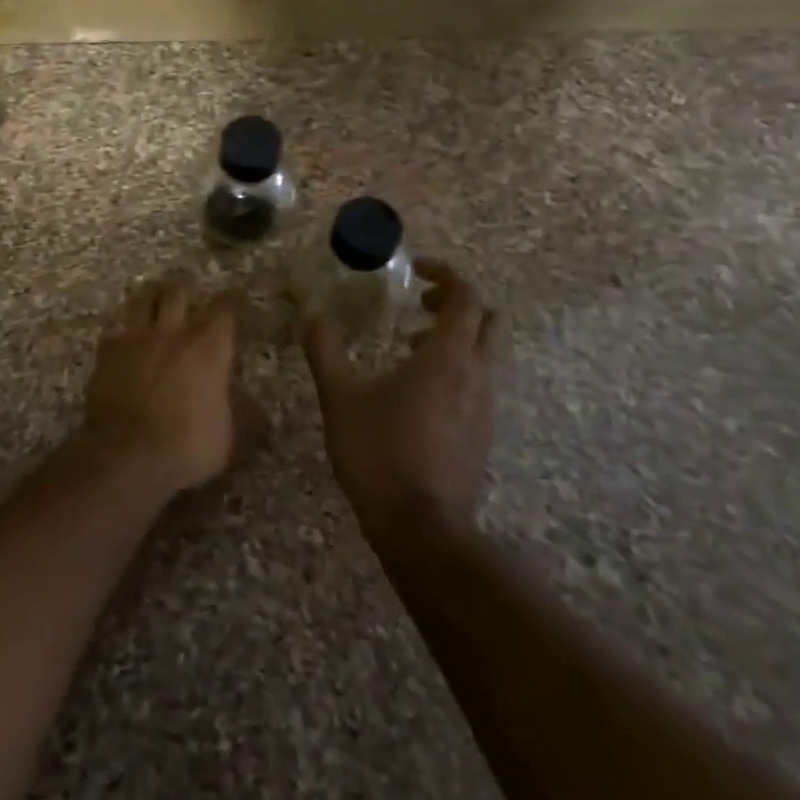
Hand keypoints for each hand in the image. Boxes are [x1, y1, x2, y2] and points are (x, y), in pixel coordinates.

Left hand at [81, 273, 240, 496]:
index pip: (224, 308)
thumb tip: (256, 408)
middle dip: (186, 287)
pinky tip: (123, 336)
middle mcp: (171, 332)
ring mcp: (134, 338)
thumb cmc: (186, 446)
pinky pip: (115, 329)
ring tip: (155, 297)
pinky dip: (122, 329)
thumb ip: (241, 413)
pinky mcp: (106, 353)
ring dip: (152, 296)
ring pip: (142, 299)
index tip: (236, 295)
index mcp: (207, 347)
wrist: (126, 455)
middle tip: (190, 289)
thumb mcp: (227, 436)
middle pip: (178, 291)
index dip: (232, 298)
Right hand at [301, 260, 500, 538]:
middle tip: (417, 304)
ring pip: (485, 354)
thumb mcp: (340, 397)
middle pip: (487, 320)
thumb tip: (312, 315)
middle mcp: (476, 375)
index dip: (446, 275)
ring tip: (408, 345)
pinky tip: (415, 390)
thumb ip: (325, 350)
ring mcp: (484, 408)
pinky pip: (478, 383)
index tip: (415, 271)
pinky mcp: (482, 434)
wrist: (422, 529)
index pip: (466, 297)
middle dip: (456, 303)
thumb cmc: (380, 452)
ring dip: (453, 337)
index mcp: (447, 357)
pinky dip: (455, 368)